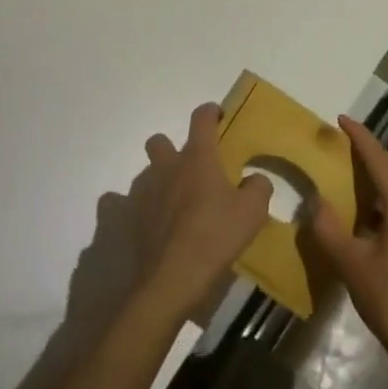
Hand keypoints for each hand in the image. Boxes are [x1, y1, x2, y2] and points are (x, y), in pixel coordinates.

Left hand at [131, 102, 272, 321]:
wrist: (173, 276)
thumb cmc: (216, 235)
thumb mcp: (253, 211)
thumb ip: (259, 187)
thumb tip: (254, 179)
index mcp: (198, 158)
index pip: (201, 119)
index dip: (210, 112)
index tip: (217, 115)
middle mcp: (168, 167)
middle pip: (160, 141)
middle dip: (171, 146)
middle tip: (190, 167)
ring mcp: (146, 192)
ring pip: (147, 172)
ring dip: (160, 179)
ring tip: (177, 201)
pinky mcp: (133, 218)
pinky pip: (129, 203)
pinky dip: (141, 207)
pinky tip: (155, 222)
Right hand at [307, 115, 387, 385]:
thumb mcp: (352, 265)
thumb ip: (330, 229)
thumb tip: (315, 199)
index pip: (381, 161)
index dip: (361, 138)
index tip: (342, 119)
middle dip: (367, 158)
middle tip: (340, 147)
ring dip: (374, 185)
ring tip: (347, 182)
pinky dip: (382, 208)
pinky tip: (365, 224)